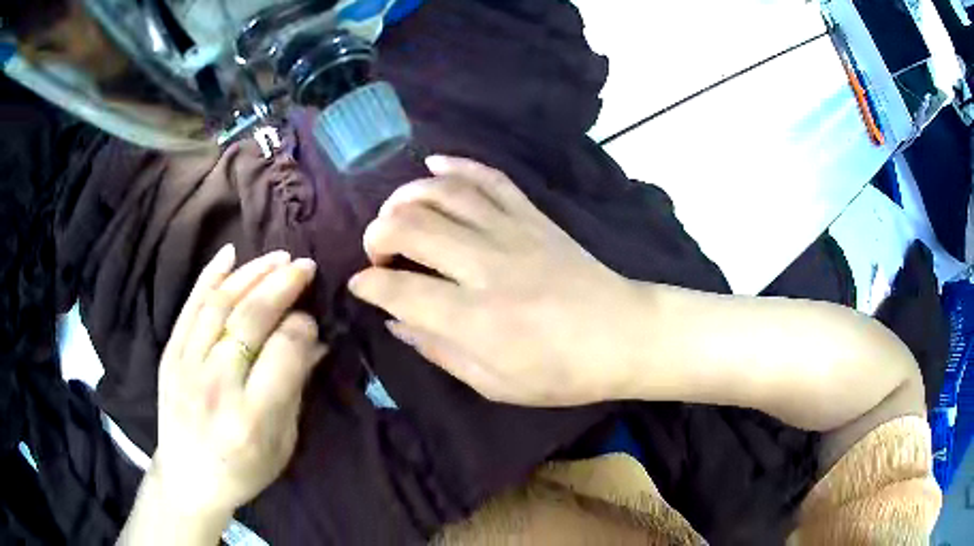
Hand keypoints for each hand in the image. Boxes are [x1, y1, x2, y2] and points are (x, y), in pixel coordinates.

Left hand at [152, 246, 325, 516]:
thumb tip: (315, 341)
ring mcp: (186, 366)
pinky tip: (229, 253)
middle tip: (304, 266)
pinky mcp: (169, 355)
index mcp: (252, 417)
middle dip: (282, 285)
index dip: (303, 327)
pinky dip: (209, 276)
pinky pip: (190, 307)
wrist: (189, 477)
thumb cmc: (244, 470)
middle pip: (250, 319)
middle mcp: (217, 386)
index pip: (284, 351)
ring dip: (251, 274)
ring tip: (277, 257)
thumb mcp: (282, 443)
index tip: (312, 321)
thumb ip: (296, 389)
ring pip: (219, 304)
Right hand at [349, 156, 636, 406]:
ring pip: (443, 193)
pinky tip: (433, 165)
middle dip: (377, 233)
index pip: (398, 288)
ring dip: (406, 196)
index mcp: (474, 318)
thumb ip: (439, 350)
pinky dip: (457, 165)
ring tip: (394, 212)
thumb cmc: (561, 373)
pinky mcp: (533, 216)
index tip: (360, 285)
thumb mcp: (494, 384)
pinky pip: (489, 178)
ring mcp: (511, 232)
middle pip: (411, 227)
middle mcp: (485, 266)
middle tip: (377, 251)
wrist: (623, 335)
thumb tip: (397, 321)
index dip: (368, 284)